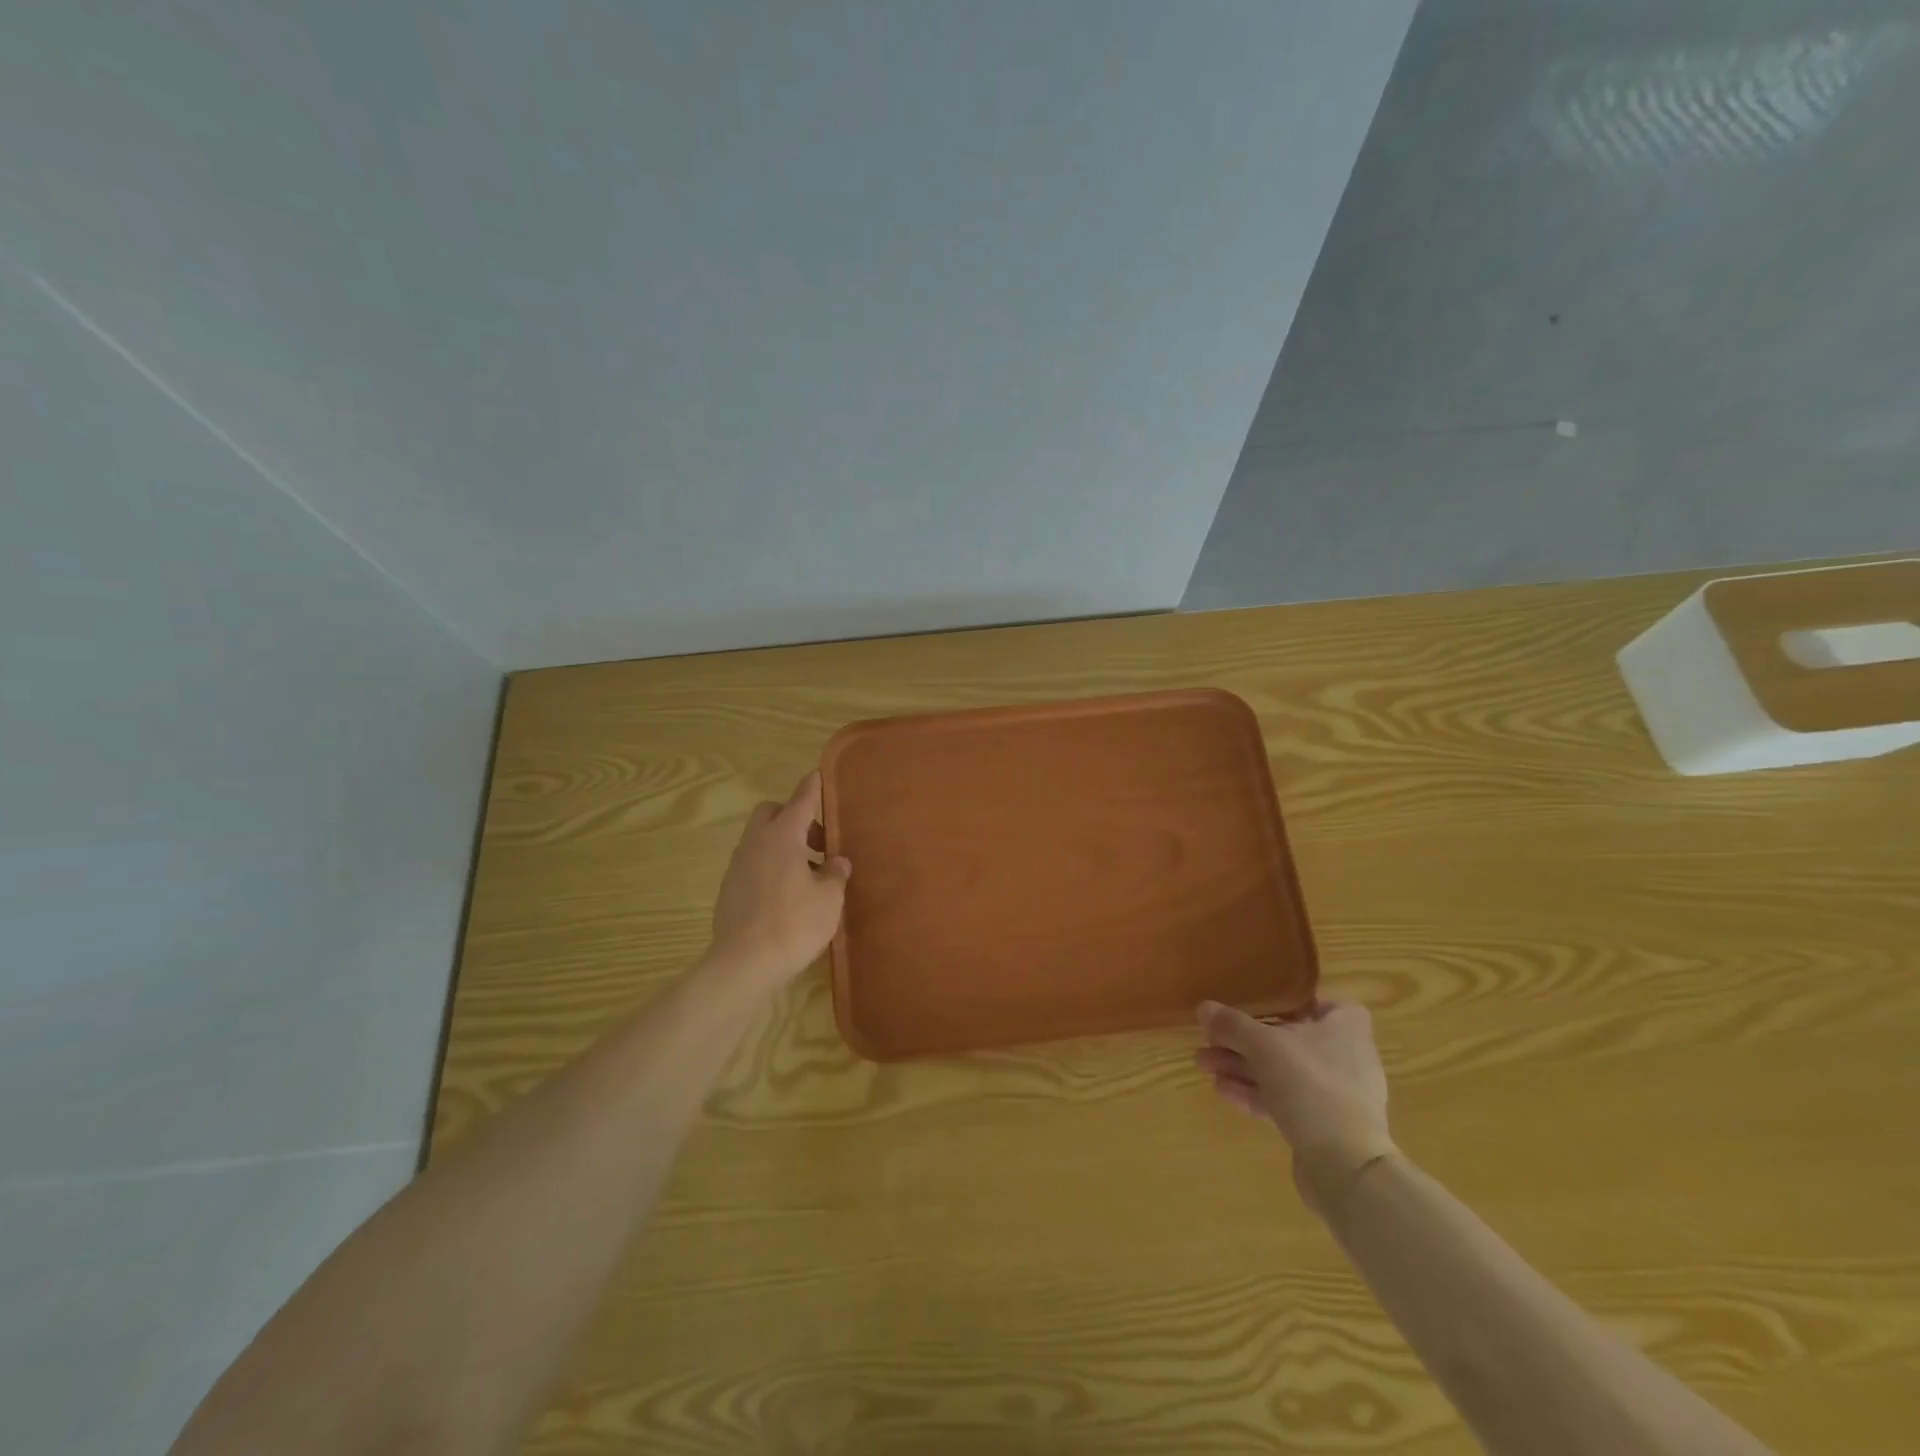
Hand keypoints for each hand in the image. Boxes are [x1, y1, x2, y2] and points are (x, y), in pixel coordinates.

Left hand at [707, 770, 850, 990]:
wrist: (744, 964)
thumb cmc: (794, 924)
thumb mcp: (829, 899)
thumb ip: (835, 874)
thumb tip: (837, 862)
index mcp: (782, 836)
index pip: (800, 800)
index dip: (811, 787)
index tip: (817, 774)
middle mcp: (756, 843)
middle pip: (771, 813)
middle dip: (793, 817)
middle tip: (817, 841)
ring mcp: (738, 866)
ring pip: (760, 839)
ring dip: (782, 844)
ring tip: (807, 873)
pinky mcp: (729, 889)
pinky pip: (752, 863)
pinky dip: (770, 866)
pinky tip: (786, 894)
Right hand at [1196, 999, 1395, 1218]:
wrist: (1345, 1168)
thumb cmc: (1312, 1087)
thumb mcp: (1265, 1046)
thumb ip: (1233, 1025)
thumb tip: (1204, 1008)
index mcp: (1346, 1030)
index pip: (1326, 1004)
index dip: (1294, 1002)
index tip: (1262, 1004)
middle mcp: (1345, 1059)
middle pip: (1290, 1039)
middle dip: (1246, 1040)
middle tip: (1211, 1039)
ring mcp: (1334, 1095)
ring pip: (1282, 1071)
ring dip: (1243, 1066)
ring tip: (1203, 1064)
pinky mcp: (1322, 1126)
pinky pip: (1283, 1100)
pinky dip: (1254, 1093)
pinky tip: (1221, 1090)